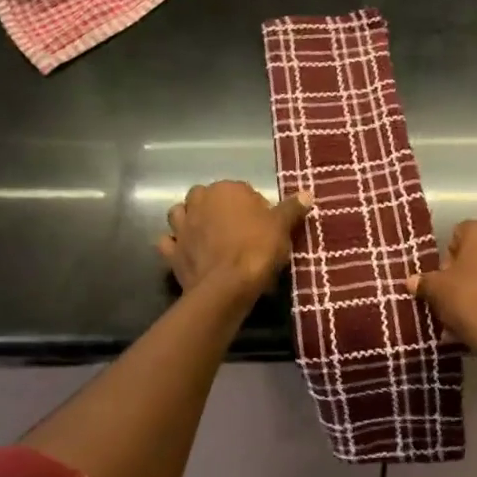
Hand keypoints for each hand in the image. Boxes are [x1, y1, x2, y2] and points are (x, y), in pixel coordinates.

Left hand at [158, 181, 310, 298]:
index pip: (242, 190)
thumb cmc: (257, 249)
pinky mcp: (172, 252)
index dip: (253, 207)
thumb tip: (307, 194)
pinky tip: (187, 252)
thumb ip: (292, 208)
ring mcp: (181, 227)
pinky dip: (176, 245)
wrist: (226, 286)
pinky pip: (169, 243)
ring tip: (207, 235)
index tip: (263, 225)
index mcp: (225, 190)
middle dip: (218, 208)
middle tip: (237, 229)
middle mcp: (198, 202)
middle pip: (207, 197)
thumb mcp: (282, 227)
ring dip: (190, 220)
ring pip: (180, 214)